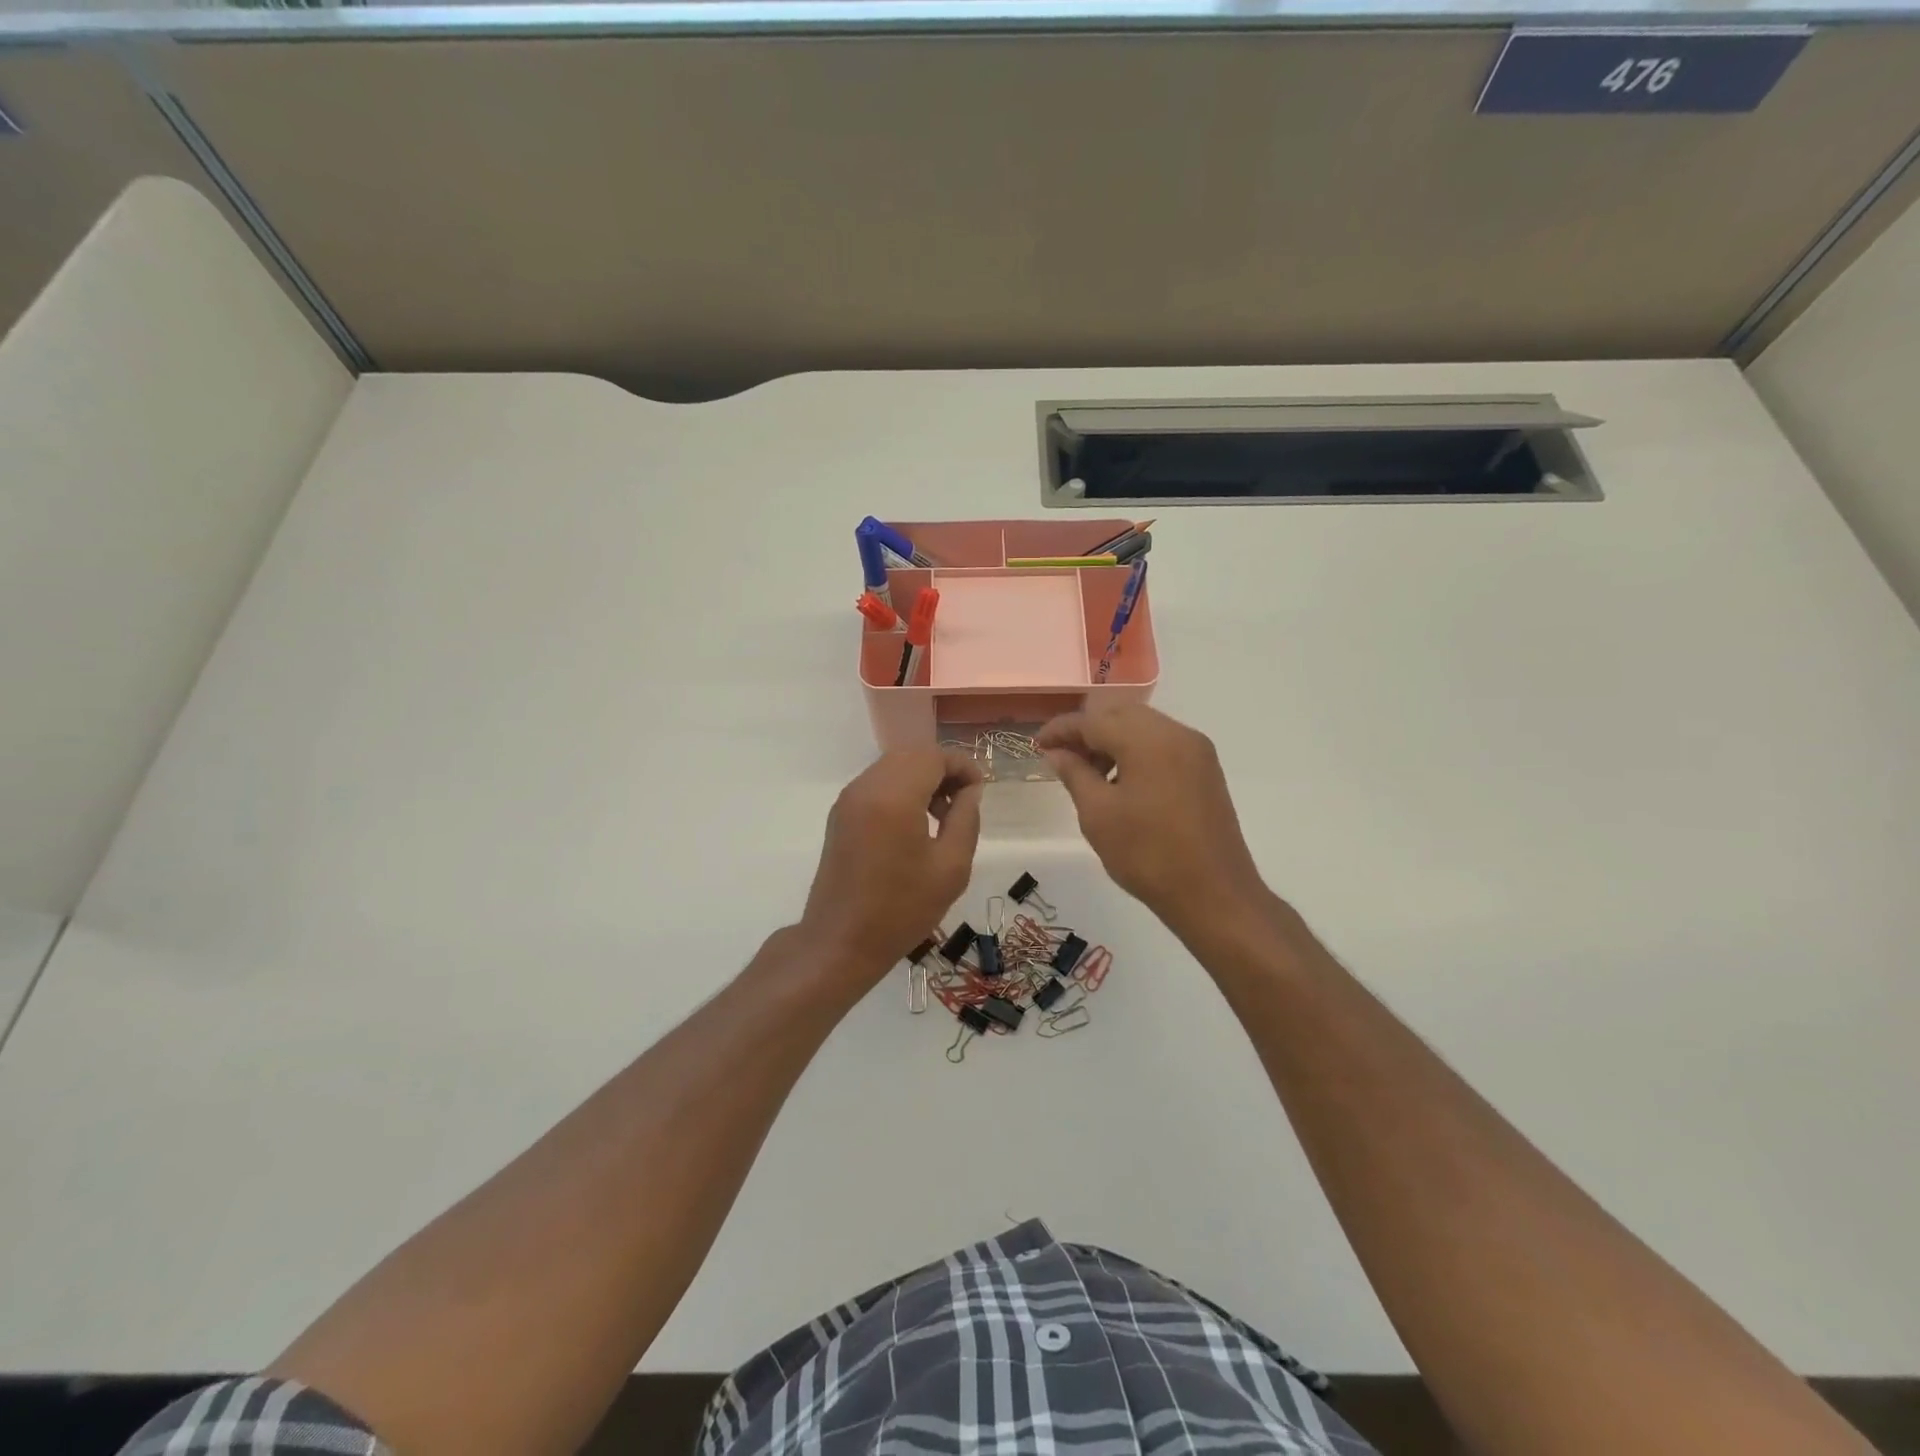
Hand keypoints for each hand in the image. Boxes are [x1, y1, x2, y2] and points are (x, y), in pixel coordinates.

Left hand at [800, 748, 983, 978]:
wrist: (840, 942)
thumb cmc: (901, 909)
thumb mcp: (951, 867)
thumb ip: (965, 819)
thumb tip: (969, 791)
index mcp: (894, 796)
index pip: (933, 756)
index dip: (962, 766)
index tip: (980, 791)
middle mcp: (866, 787)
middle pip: (911, 755)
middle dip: (942, 769)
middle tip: (964, 802)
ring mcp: (848, 800)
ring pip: (892, 767)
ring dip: (921, 779)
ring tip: (942, 816)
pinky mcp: (840, 815)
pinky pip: (876, 785)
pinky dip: (900, 790)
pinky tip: (914, 825)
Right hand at [1038, 706, 1268, 934]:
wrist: (1214, 895)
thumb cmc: (1147, 855)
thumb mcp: (1098, 815)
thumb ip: (1074, 774)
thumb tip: (1057, 753)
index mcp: (1148, 740)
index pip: (1093, 720)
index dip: (1061, 729)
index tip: (1037, 744)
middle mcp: (1177, 733)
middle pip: (1121, 714)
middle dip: (1087, 730)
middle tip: (1061, 757)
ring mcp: (1196, 750)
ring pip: (1144, 726)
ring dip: (1112, 740)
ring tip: (1089, 774)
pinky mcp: (1206, 769)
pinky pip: (1163, 744)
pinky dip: (1136, 751)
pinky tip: (1121, 781)